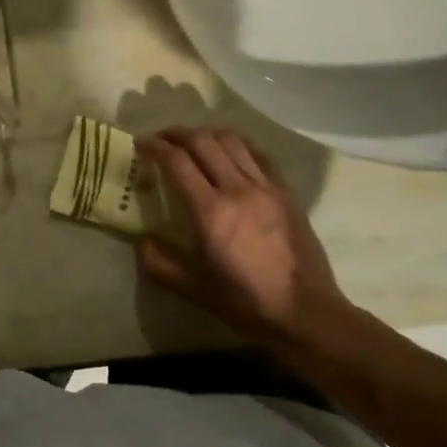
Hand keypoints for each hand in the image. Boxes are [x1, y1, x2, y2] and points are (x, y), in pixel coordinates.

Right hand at [137, 127, 362, 357]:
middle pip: (203, 141)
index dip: (154, 147)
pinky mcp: (286, 191)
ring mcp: (266, 187)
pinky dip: (238, 145)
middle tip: (162, 139)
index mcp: (211, 212)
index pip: (177, 162)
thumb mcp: (194, 289)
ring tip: (194, 141)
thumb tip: (140, 241)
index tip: (141, 144)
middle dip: (177, 134)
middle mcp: (238, 189)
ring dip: (207, 134)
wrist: (306, 313)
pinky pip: (259, 154)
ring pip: (232, 141)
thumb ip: (160, 263)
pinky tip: (230, 152)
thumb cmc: (247, 303)